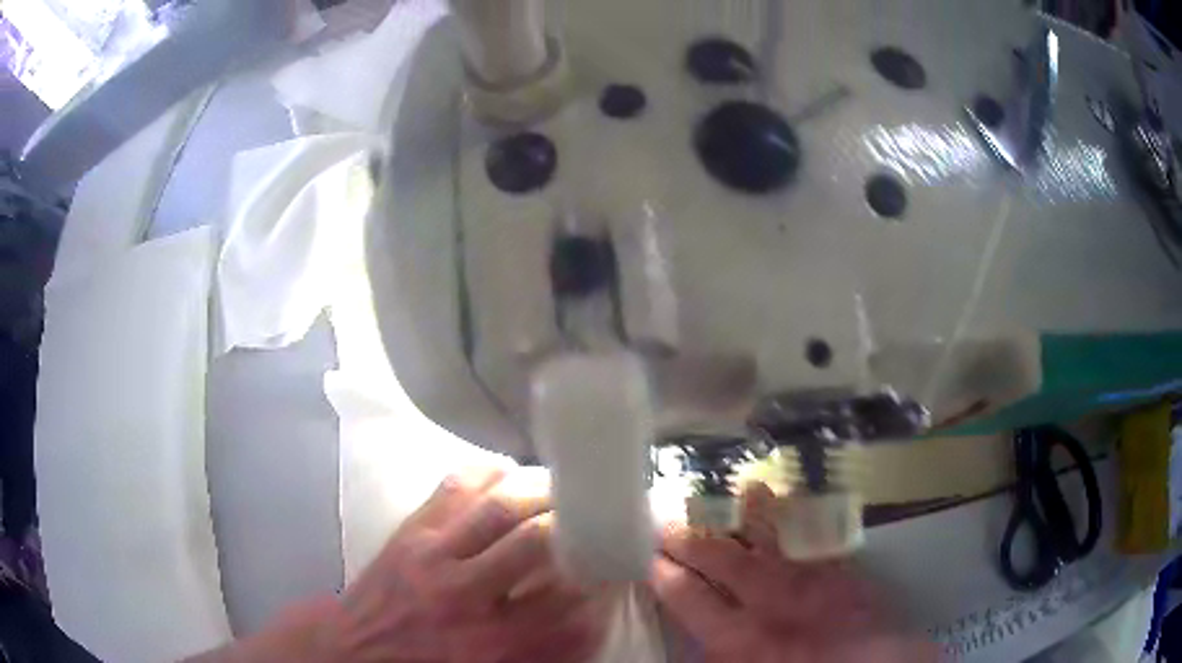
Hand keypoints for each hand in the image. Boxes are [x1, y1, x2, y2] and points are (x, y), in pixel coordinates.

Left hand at [330, 467, 610, 662]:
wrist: (354, 651)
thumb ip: (546, 648)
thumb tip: (592, 613)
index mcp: (492, 643)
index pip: (569, 605)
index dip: (601, 580)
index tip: (616, 564)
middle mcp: (466, 595)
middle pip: (538, 543)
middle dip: (577, 525)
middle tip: (598, 515)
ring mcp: (434, 555)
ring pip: (500, 507)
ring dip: (542, 492)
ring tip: (565, 489)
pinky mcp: (411, 530)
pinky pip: (455, 485)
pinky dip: (490, 472)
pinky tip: (510, 474)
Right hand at [650, 484, 935, 662]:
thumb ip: (717, 653)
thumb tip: (695, 637)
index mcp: (736, 636)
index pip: (687, 597)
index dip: (664, 573)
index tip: (649, 556)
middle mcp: (766, 600)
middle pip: (720, 560)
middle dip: (690, 538)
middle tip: (667, 519)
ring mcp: (806, 580)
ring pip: (769, 538)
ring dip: (751, 514)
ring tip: (737, 490)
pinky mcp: (838, 571)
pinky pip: (812, 537)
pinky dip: (798, 518)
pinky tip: (792, 502)